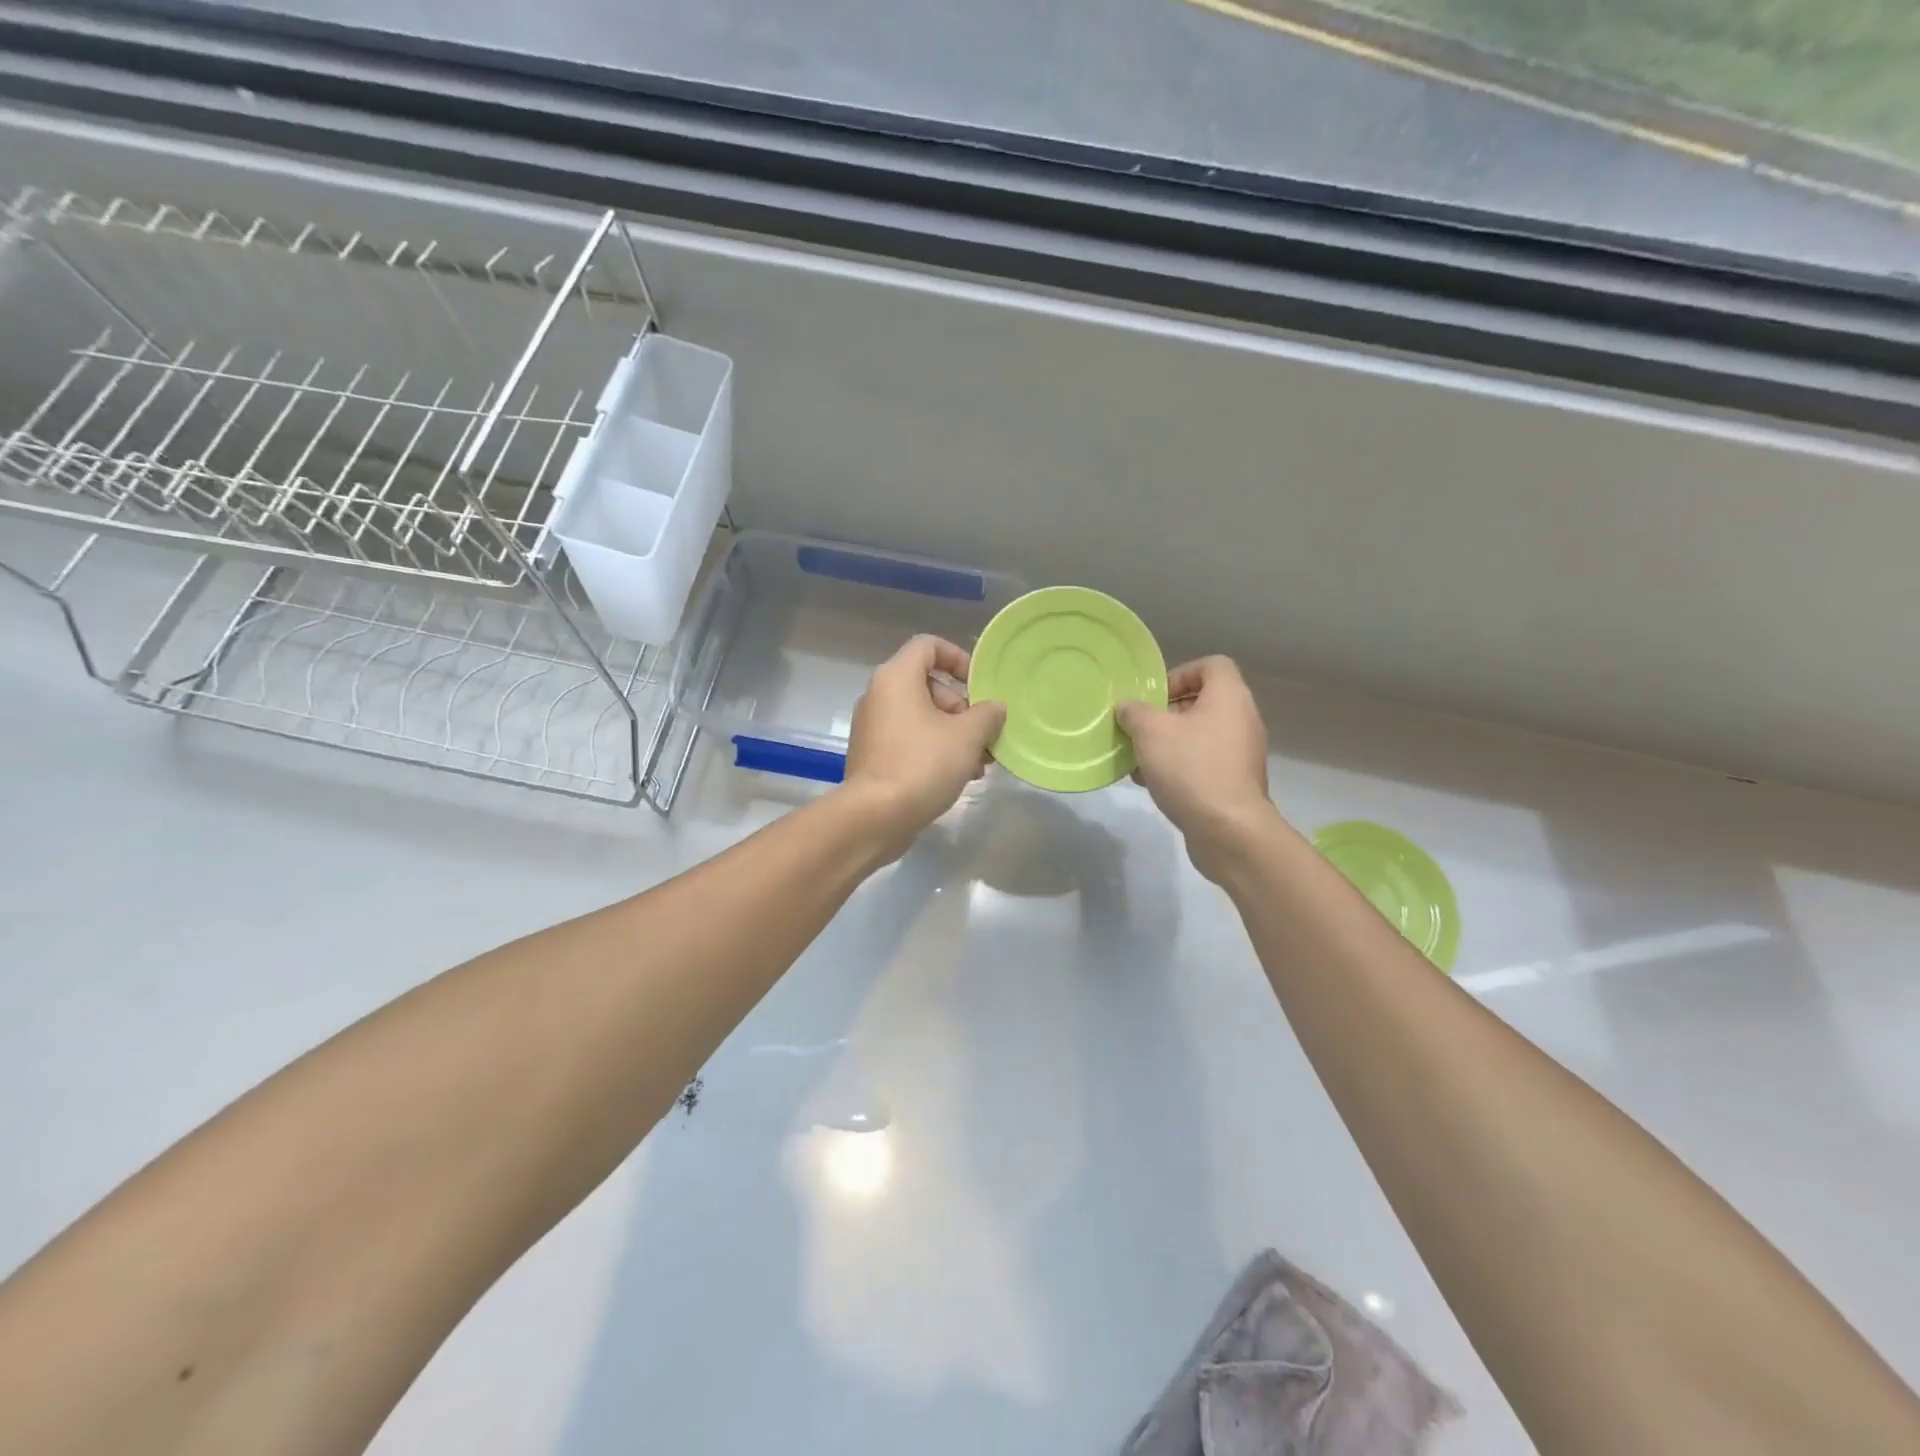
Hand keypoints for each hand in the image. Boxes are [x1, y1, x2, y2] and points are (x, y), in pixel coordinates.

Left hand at [842, 635, 1006, 856]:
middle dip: (962, 707)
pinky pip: (908, 738)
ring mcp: (872, 726)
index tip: (979, 685)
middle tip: (982, 734)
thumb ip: (987, 714)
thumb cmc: (923, 764)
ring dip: (953, 732)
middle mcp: (878, 695)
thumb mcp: (968, 736)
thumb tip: (994, 707)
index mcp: (896, 678)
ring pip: (921, 716)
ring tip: (979, 762)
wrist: (876, 815)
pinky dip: (934, 748)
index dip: (958, 657)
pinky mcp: (872, 754)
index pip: (928, 645)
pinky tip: (959, 775)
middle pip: (927, 684)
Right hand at [1117, 656, 1278, 879]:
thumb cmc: (1191, 768)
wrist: (1229, 830)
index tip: (1154, 697)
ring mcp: (1241, 753)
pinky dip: (1178, 766)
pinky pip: (1202, 762)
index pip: (1211, 665)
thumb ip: (1134, 712)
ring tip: (1138, 759)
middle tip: (1139, 728)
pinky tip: (1151, 783)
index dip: (1180, 674)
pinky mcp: (1234, 782)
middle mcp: (1241, 720)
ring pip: (1198, 735)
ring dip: (1166, 743)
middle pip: (1201, 702)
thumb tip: (1127, 706)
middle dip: (1165, 714)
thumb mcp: (1150, 732)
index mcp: (1229, 697)